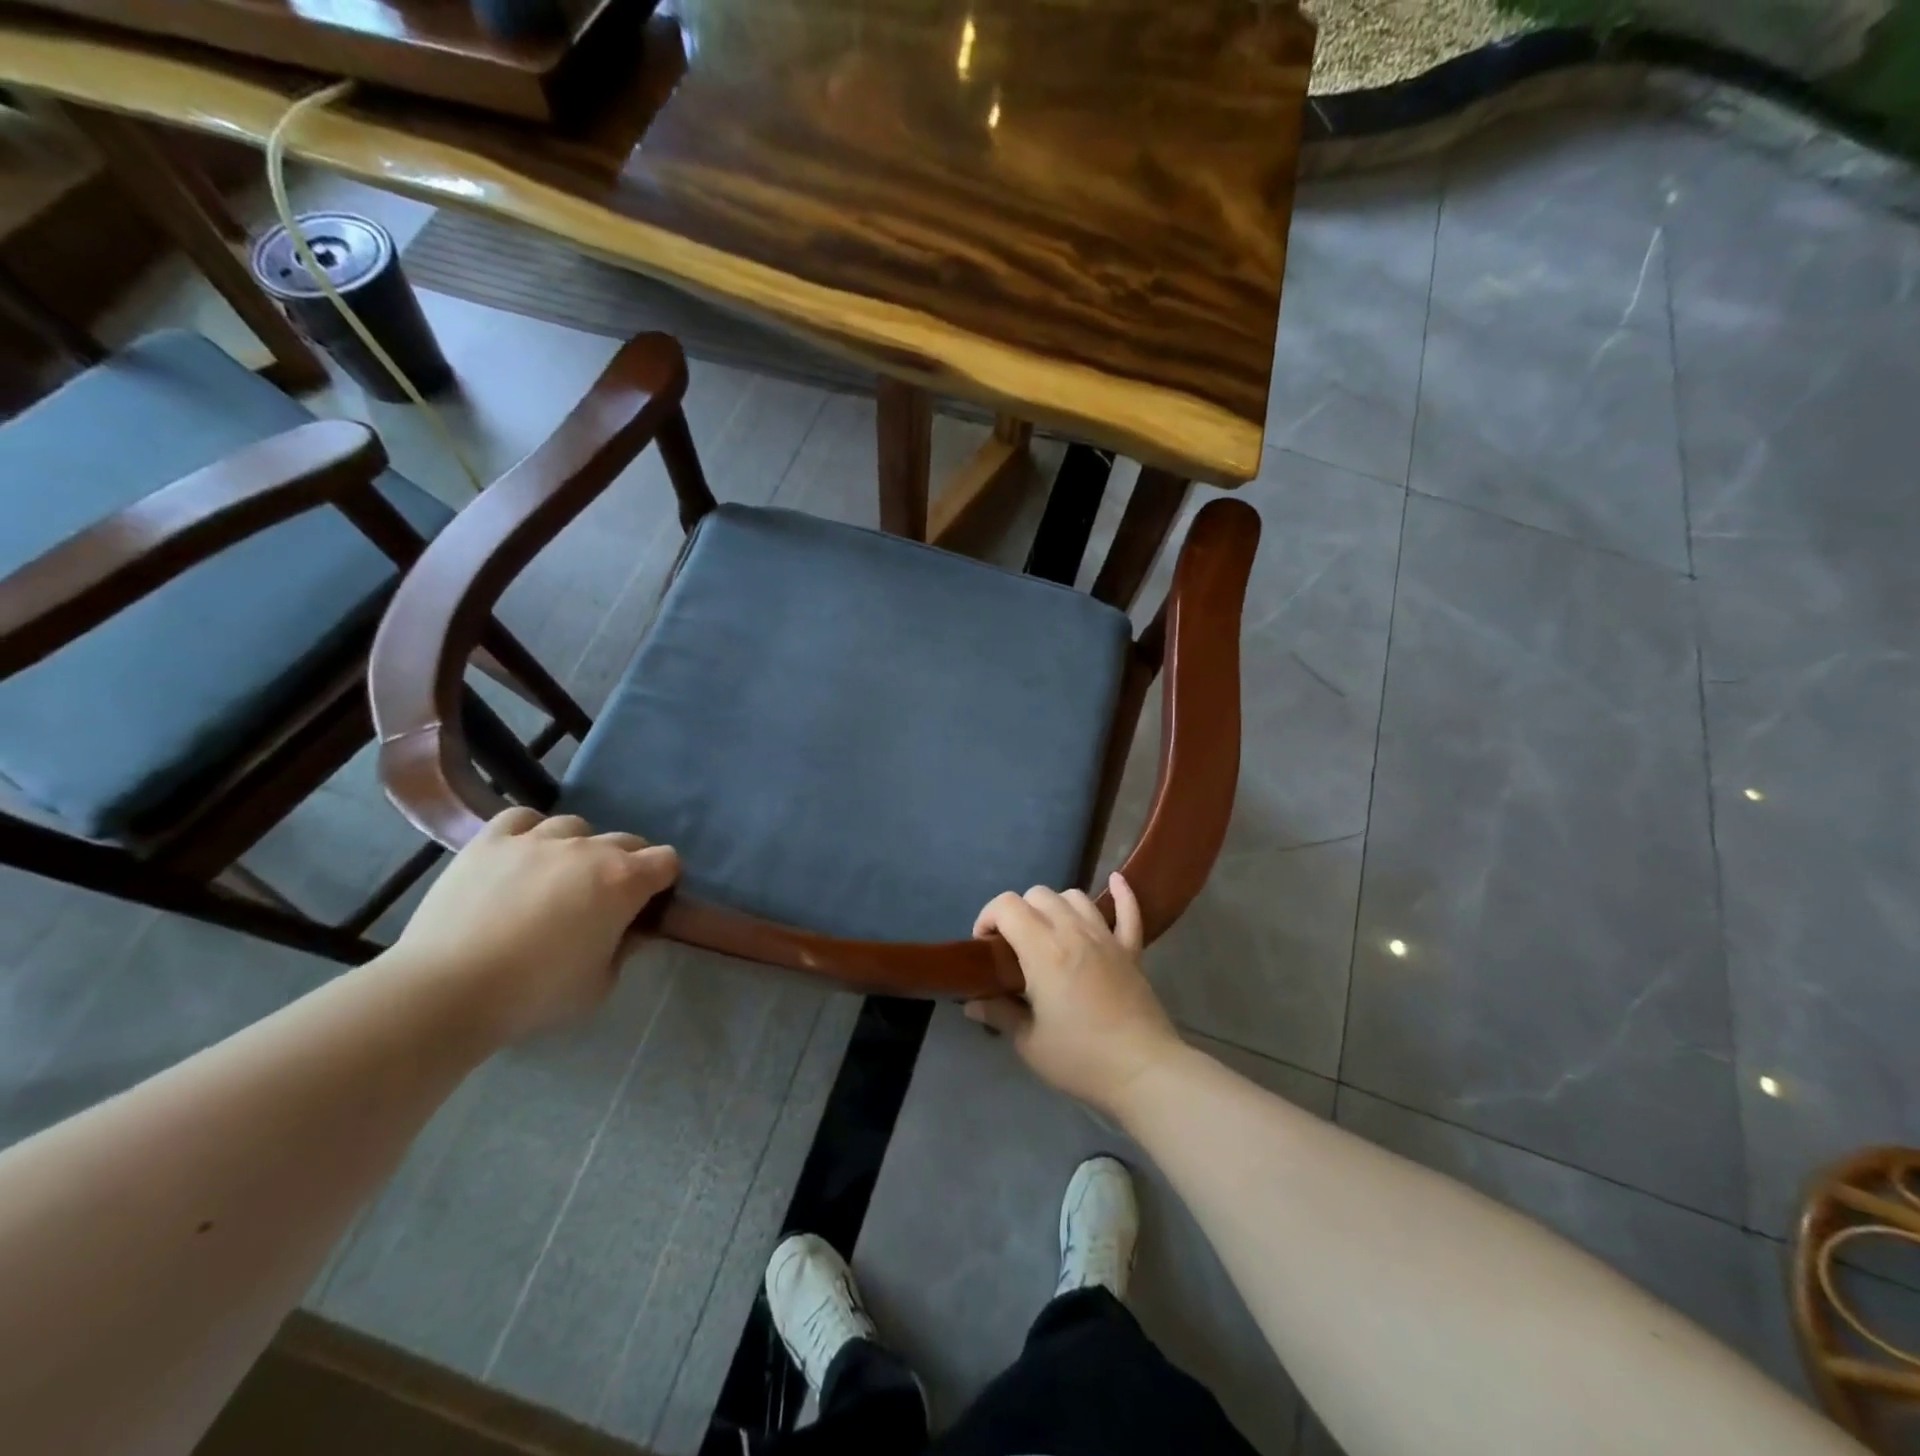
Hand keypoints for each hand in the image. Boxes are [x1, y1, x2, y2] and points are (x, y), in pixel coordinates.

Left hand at [394, 808, 678, 1043]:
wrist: (448, 989)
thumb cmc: (536, 993)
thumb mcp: (600, 985)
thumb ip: (625, 949)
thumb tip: (631, 929)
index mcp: (624, 881)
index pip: (667, 860)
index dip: (664, 880)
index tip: (650, 904)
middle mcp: (588, 848)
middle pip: (626, 840)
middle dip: (626, 864)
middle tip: (605, 899)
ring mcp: (538, 838)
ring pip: (576, 826)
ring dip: (578, 848)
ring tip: (558, 876)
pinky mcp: (492, 840)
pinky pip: (523, 818)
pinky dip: (530, 832)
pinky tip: (522, 855)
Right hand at [965, 873, 1183, 1118]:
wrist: (1143, 1071)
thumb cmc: (1080, 1058)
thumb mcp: (1029, 1043)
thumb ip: (1000, 1014)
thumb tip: (972, 1003)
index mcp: (1043, 950)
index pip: (1007, 906)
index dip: (988, 917)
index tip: (985, 947)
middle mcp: (1073, 932)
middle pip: (1038, 895)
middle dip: (1017, 912)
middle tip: (1013, 947)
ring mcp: (1106, 938)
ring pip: (1075, 896)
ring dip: (1055, 906)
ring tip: (1048, 932)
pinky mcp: (1131, 951)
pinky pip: (1129, 911)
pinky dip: (1121, 893)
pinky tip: (1115, 880)